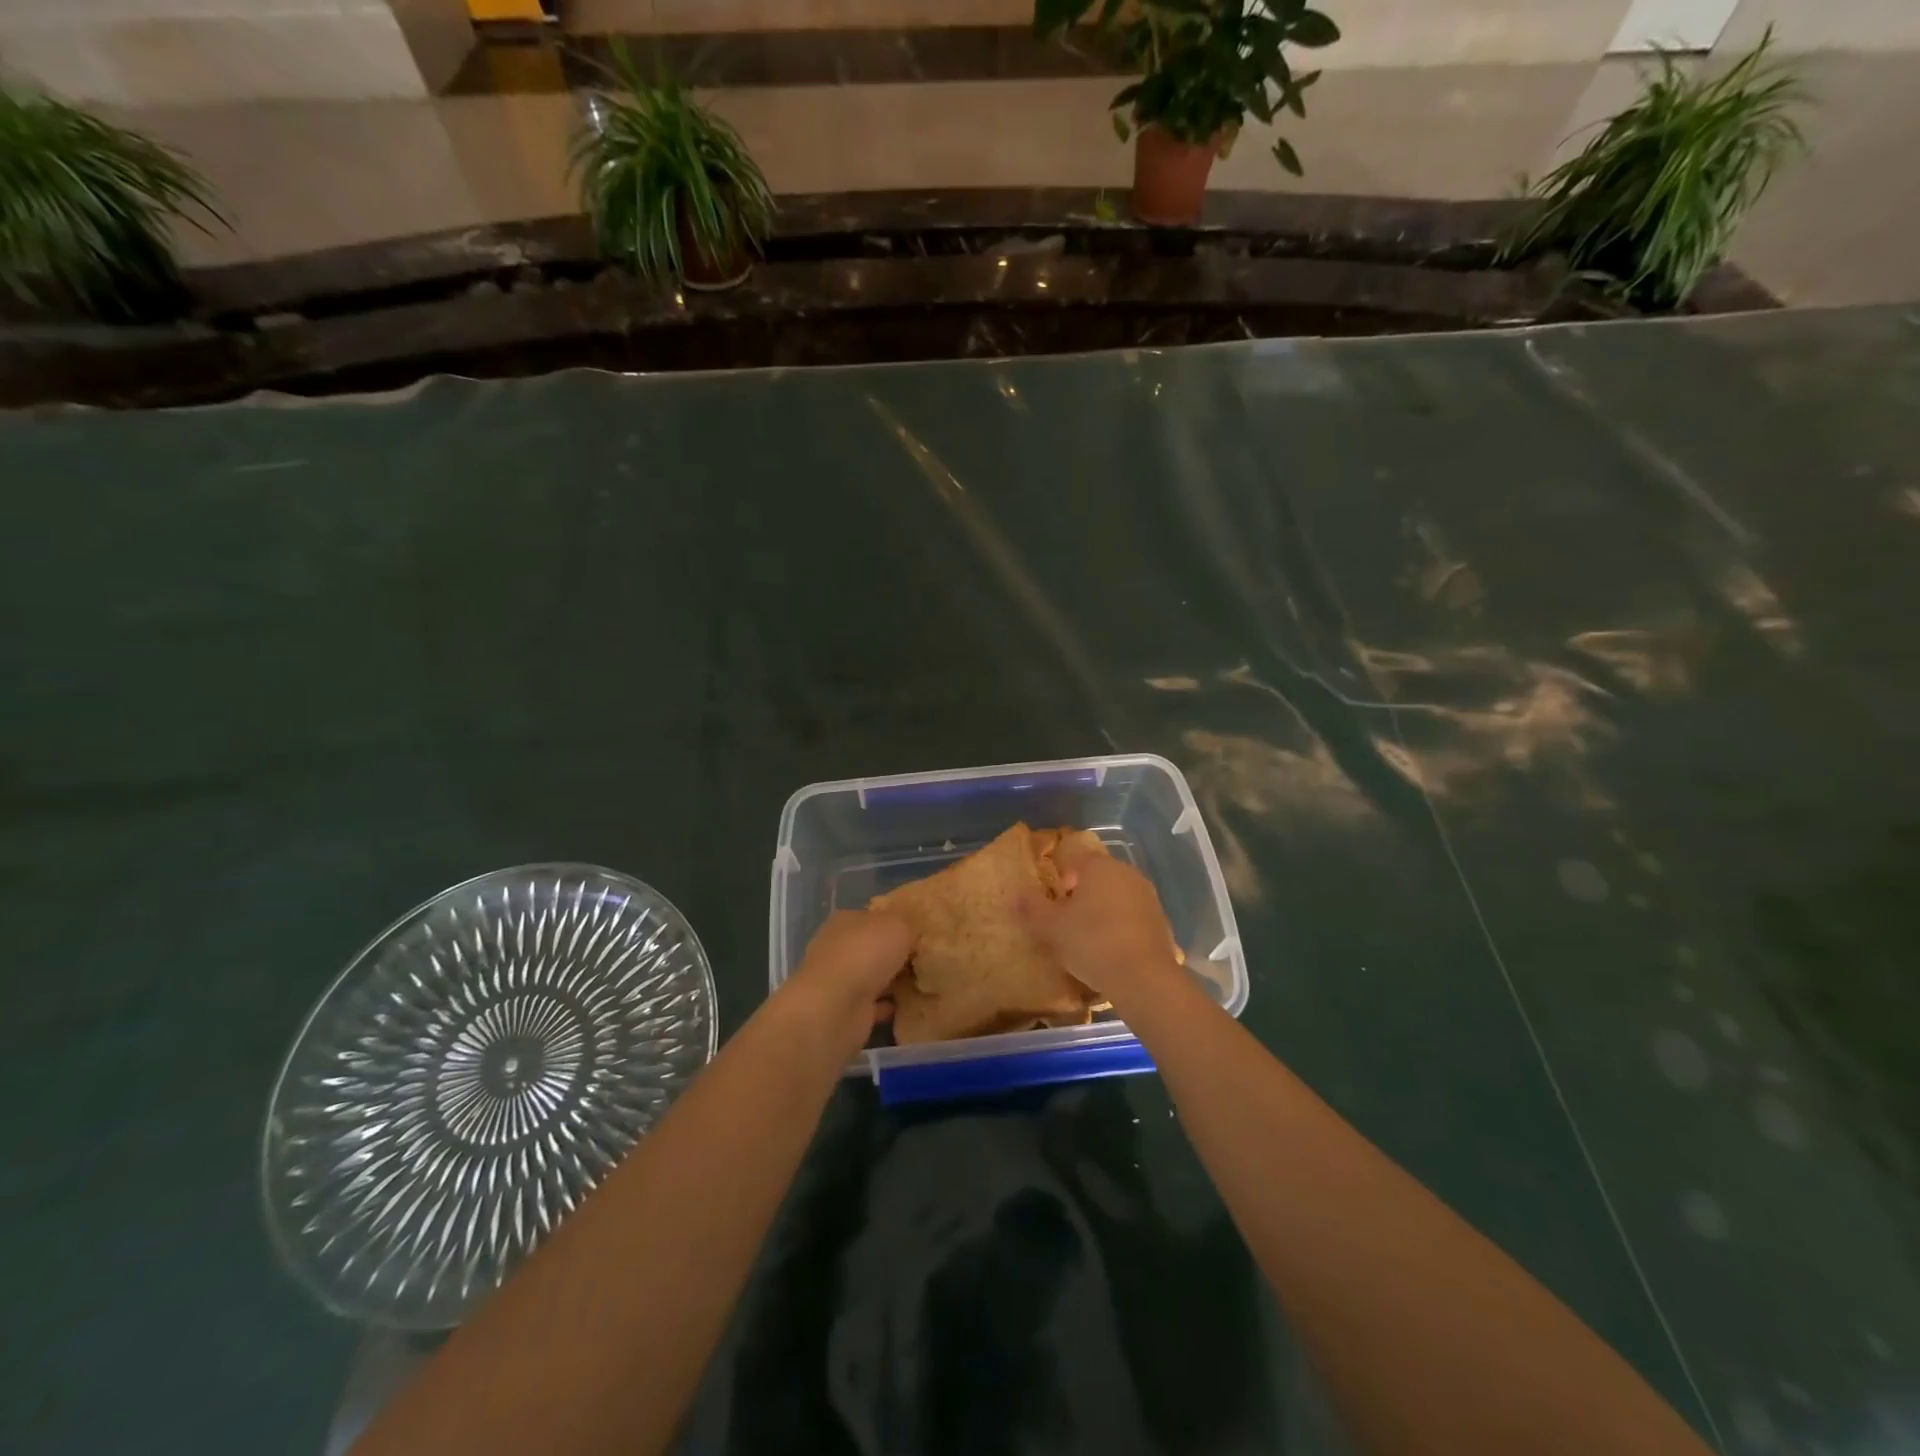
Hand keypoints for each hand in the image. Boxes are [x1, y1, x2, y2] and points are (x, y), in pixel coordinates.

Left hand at [780, 909, 911, 1059]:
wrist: (836, 1007)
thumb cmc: (865, 953)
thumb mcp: (898, 925)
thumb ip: (908, 925)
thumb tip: (913, 932)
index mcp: (846, 921)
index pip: (874, 918)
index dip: (897, 924)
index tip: (921, 934)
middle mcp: (838, 948)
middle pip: (873, 948)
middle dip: (896, 954)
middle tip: (927, 959)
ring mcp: (840, 981)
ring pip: (874, 977)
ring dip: (894, 980)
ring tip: (925, 982)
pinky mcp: (847, 1010)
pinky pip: (876, 1004)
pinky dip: (890, 1005)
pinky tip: (912, 1004)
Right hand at [1021, 850, 1181, 1001]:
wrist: (1143, 978)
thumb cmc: (1091, 942)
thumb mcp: (1051, 927)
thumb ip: (1031, 907)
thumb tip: (1016, 894)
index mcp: (1099, 866)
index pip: (1074, 859)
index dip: (1059, 879)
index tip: (1053, 904)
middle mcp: (1126, 873)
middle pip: (1096, 876)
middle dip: (1080, 894)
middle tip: (1066, 922)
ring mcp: (1147, 896)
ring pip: (1115, 896)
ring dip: (1101, 910)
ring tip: (1088, 938)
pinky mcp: (1160, 920)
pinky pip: (1132, 916)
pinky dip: (1120, 926)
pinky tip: (1111, 950)